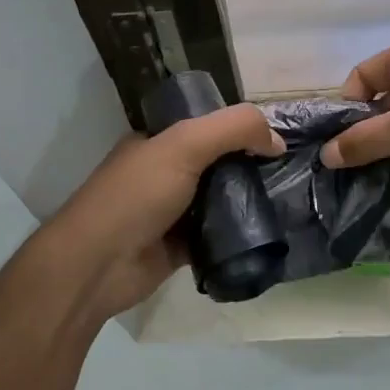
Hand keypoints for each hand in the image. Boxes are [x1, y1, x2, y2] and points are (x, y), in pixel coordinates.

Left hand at [46, 103, 283, 317]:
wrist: (98, 265)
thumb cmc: (136, 196)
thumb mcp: (184, 145)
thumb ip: (233, 130)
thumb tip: (277, 140)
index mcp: (157, 141)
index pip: (206, 124)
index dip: (240, 127)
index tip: (277, 137)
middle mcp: (163, 172)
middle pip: (218, 162)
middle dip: (250, 164)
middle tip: (290, 170)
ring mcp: (171, 211)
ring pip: (220, 199)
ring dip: (247, 200)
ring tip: (288, 199)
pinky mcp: (180, 246)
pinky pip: (217, 234)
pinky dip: (238, 234)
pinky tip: (268, 231)